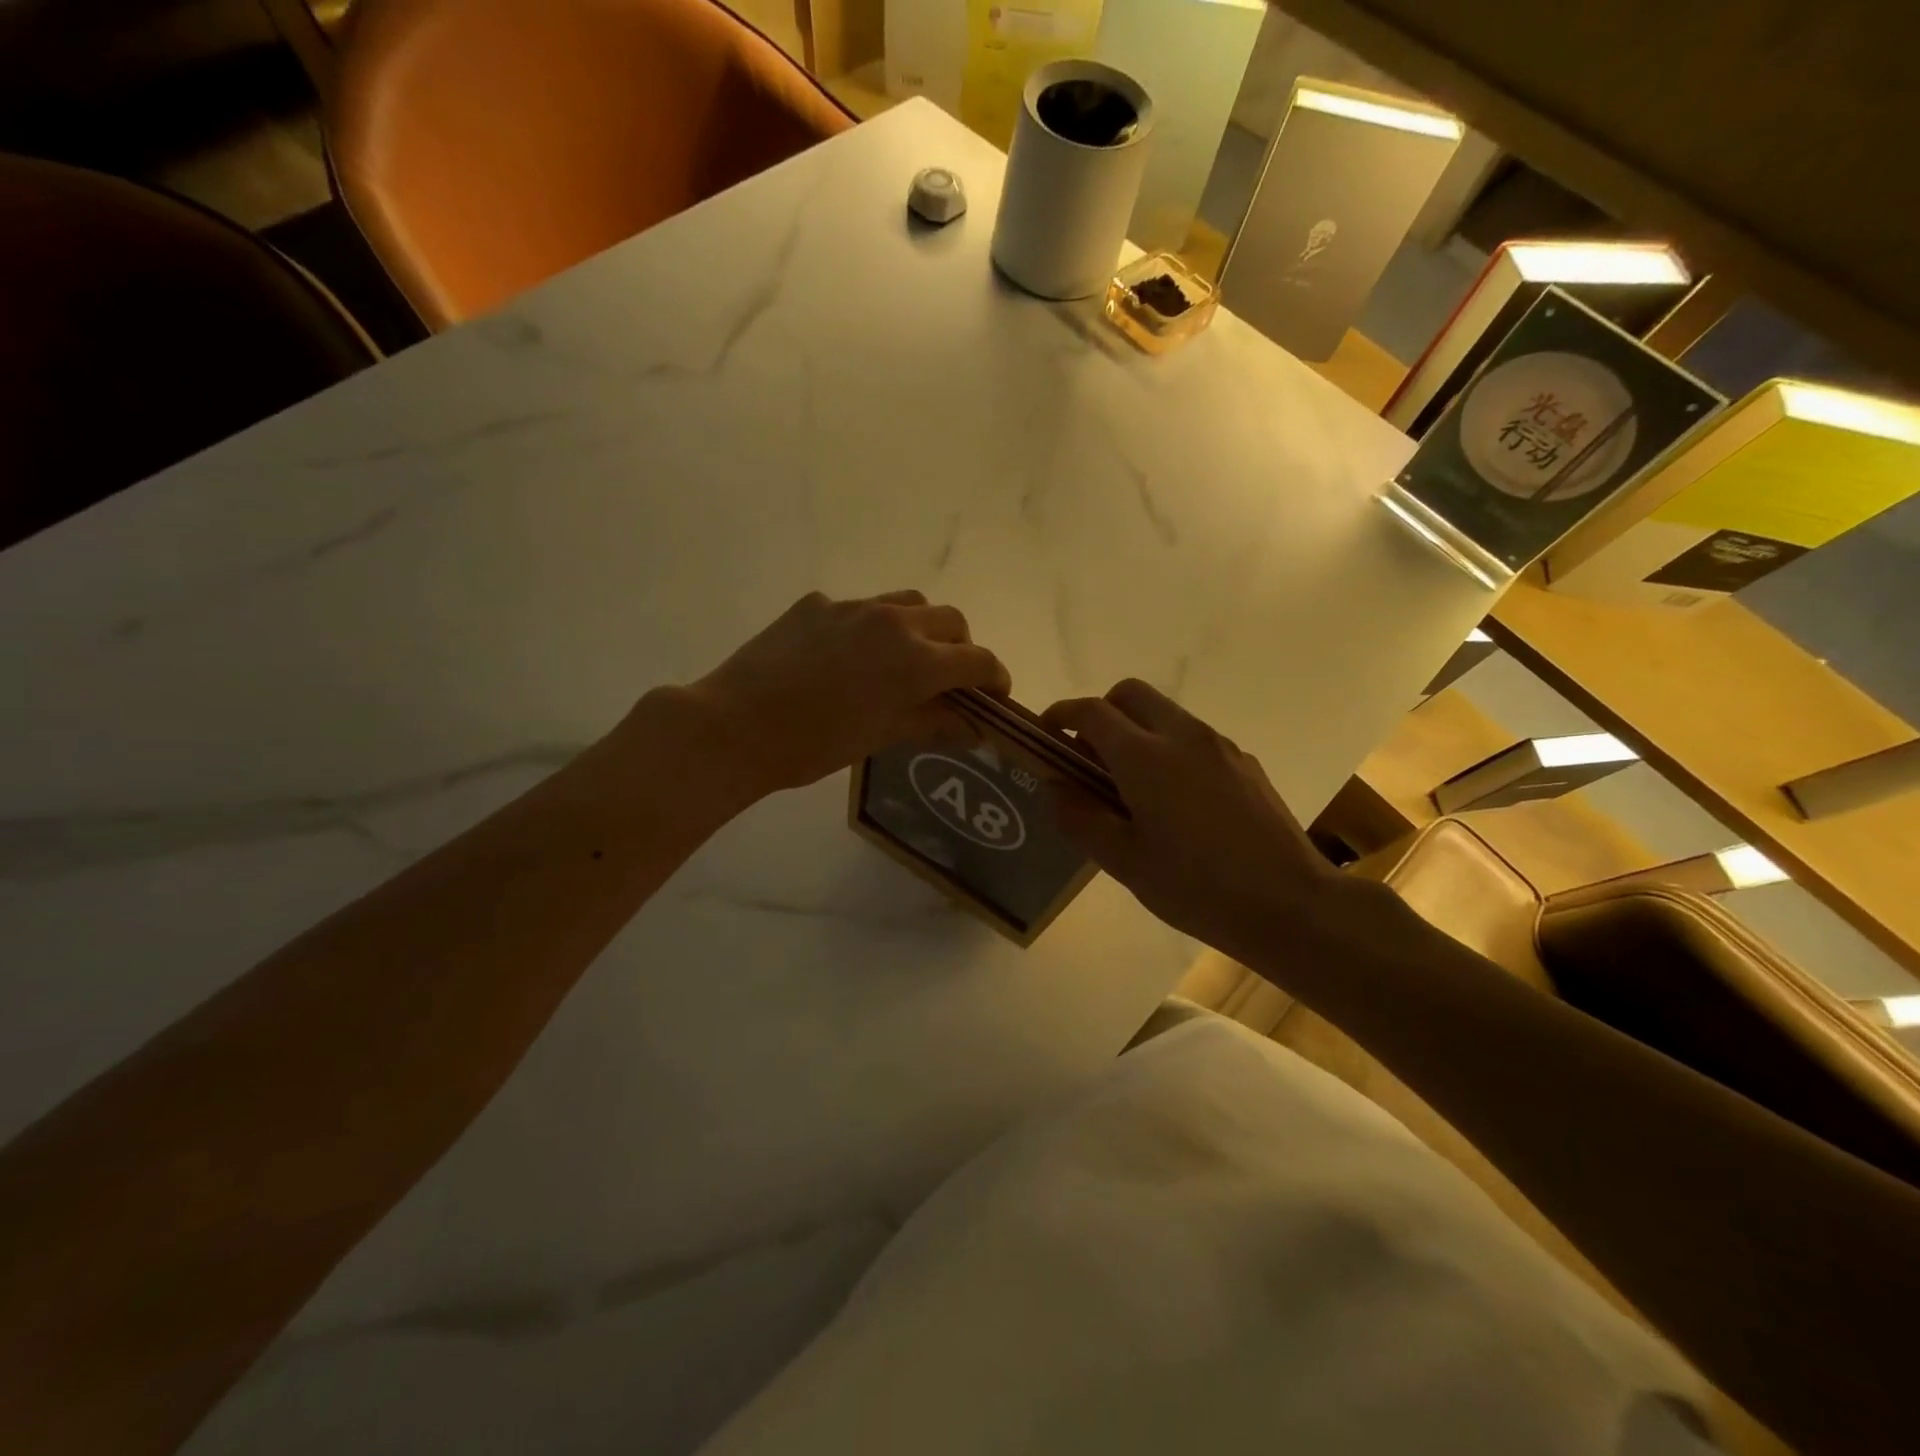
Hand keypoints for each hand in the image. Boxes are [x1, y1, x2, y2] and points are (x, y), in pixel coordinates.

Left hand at [672, 590, 1010, 795]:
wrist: (736, 724)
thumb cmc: (816, 744)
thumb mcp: (882, 737)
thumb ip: (933, 723)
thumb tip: (972, 727)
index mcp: (916, 660)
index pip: (977, 660)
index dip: (995, 677)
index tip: (996, 694)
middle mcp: (893, 621)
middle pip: (950, 620)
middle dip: (961, 647)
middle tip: (950, 678)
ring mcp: (852, 606)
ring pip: (908, 602)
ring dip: (921, 626)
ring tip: (905, 657)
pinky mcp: (816, 604)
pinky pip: (858, 608)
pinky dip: (870, 627)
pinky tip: (846, 656)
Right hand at [1043, 680, 1349, 962]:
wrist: (1290, 904)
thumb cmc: (1196, 888)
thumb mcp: (1124, 862)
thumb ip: (1080, 818)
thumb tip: (1054, 786)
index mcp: (1145, 757)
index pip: (1092, 712)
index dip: (1062, 715)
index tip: (1048, 734)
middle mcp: (1183, 736)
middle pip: (1131, 694)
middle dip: (1102, 712)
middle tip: (1090, 756)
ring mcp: (1219, 746)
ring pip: (1165, 714)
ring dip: (1137, 730)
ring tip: (1132, 785)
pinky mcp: (1245, 762)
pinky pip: (1194, 738)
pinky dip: (1170, 749)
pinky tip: (1177, 802)